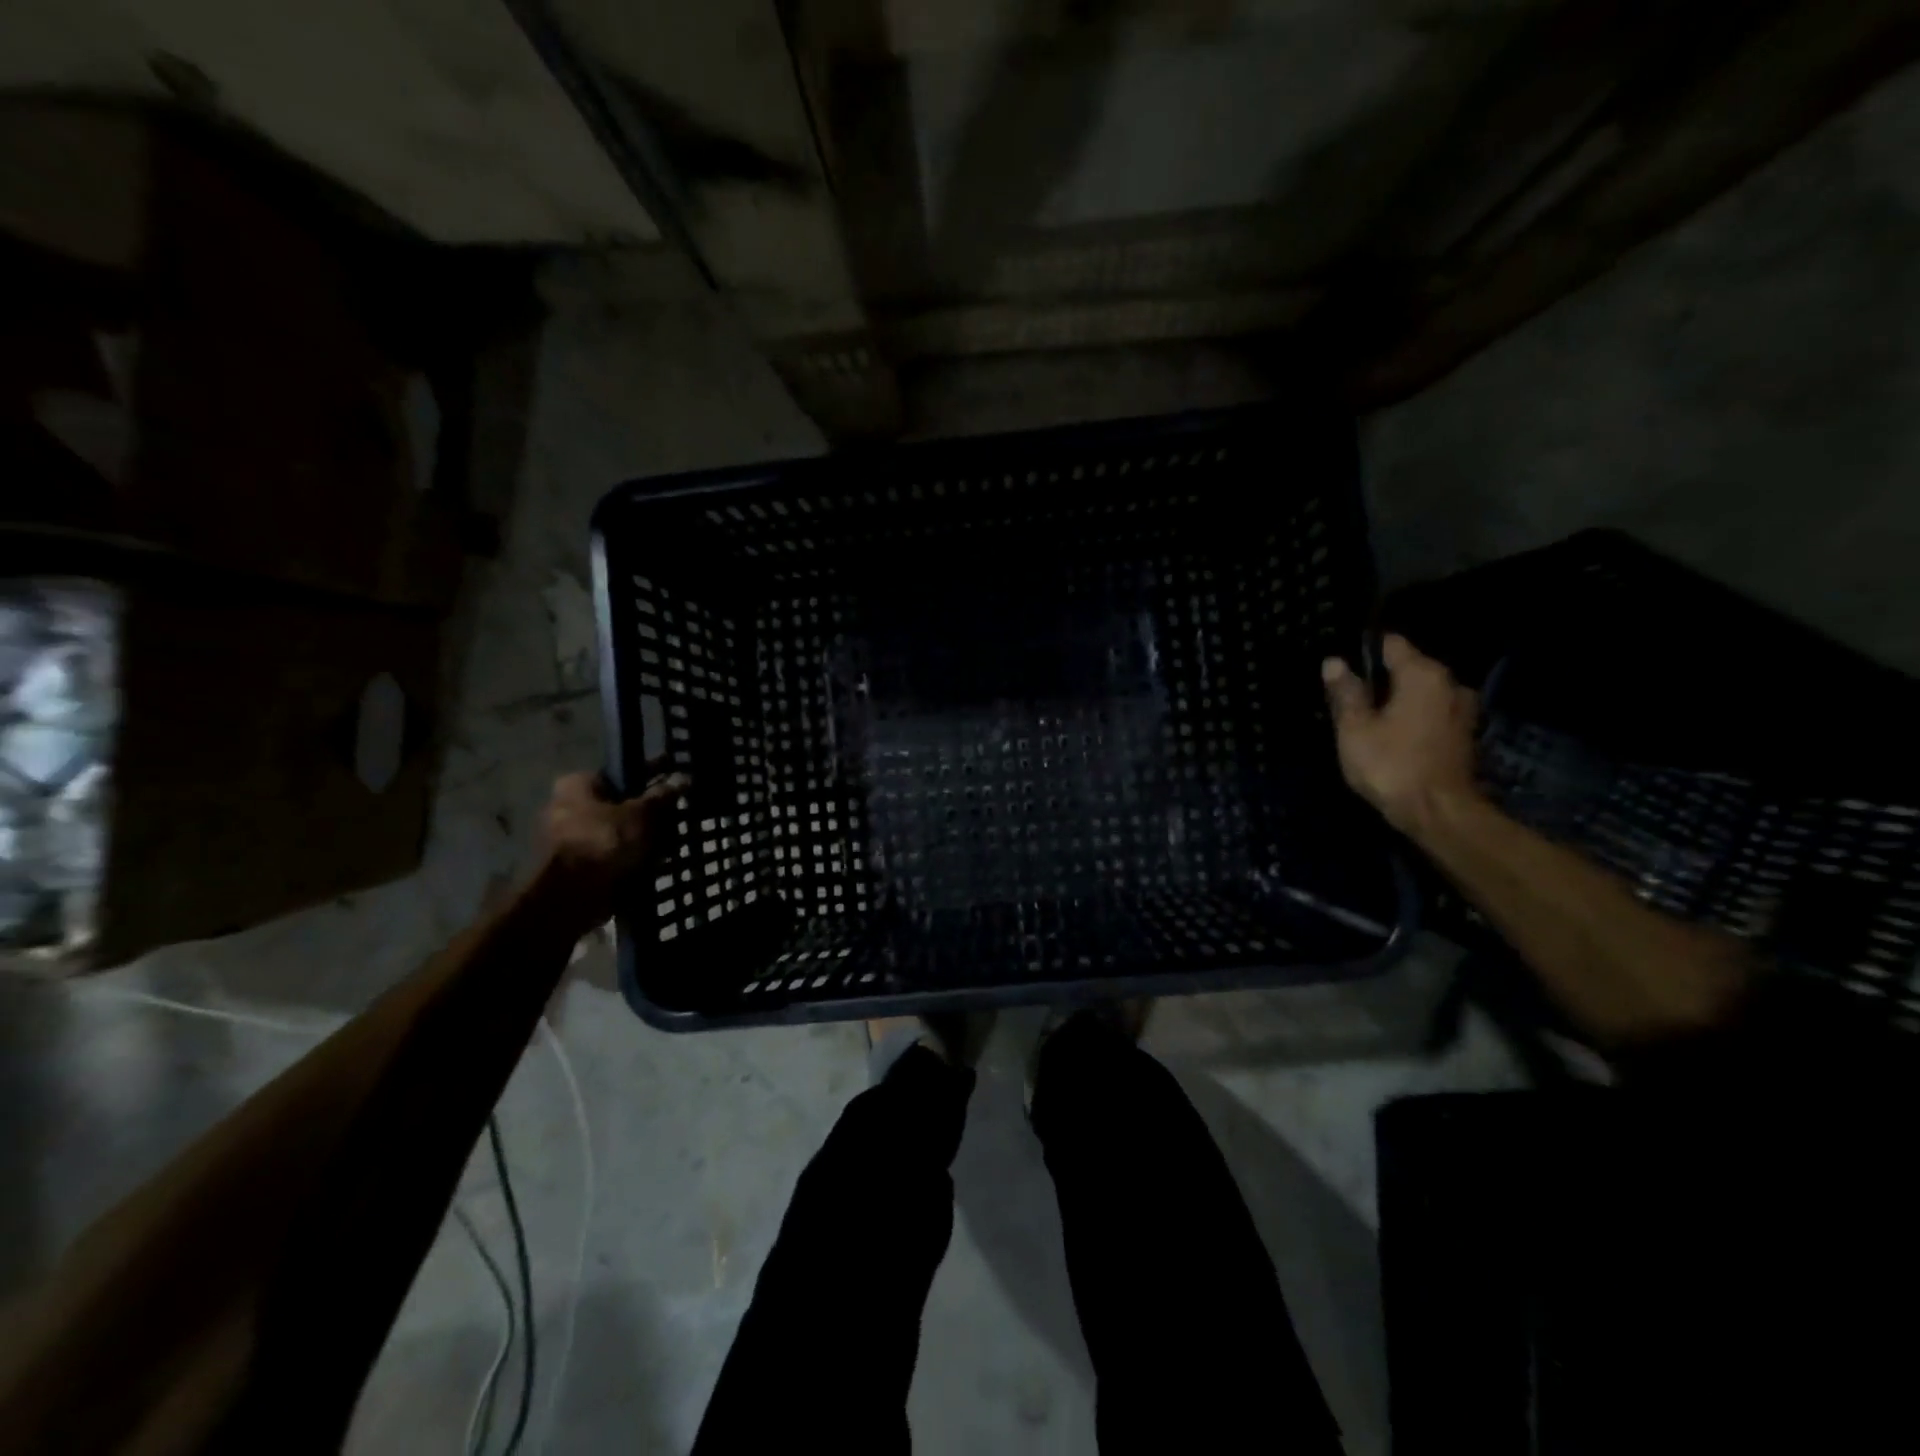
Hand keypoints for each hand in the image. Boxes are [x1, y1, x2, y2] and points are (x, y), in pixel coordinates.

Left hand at [532, 768, 688, 936]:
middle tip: (679, 815)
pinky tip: (659, 862)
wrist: (570, 897)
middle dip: (651, 811)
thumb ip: (663, 796)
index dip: (652, 773)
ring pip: (620, 832)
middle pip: (621, 803)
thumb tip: (682, 778)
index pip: (622, 772)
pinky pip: (614, 855)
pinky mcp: (578, 867)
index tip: (674, 777)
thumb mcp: (642, 814)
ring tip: (675, 842)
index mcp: (578, 785)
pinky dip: (634, 858)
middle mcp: (569, 807)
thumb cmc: (604, 842)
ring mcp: (571, 839)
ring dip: (645, 837)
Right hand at [1322, 634, 1480, 837]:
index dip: (1363, 651)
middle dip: (1379, 679)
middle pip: (1407, 667)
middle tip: (1349, 699)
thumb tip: (1334, 662)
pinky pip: (1431, 712)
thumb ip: (1345, 693)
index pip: (1391, 644)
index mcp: (1422, 674)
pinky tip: (1392, 735)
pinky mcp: (1463, 734)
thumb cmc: (1391, 765)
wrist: (1439, 814)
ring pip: (1420, 692)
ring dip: (1397, 700)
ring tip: (1369, 719)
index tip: (1342, 670)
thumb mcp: (1355, 729)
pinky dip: (1412, 717)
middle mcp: (1449, 683)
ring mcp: (1462, 709)